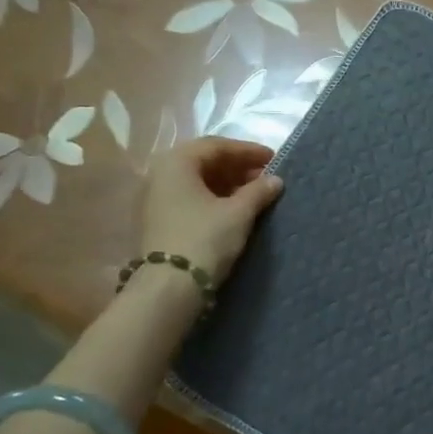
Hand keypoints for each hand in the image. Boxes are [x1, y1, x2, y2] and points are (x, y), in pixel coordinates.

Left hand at [141, 137, 283, 282]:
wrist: (168, 287)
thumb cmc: (204, 239)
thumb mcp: (238, 213)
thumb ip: (258, 191)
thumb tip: (275, 180)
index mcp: (177, 163)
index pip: (217, 146)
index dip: (248, 151)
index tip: (273, 159)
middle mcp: (161, 174)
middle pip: (205, 161)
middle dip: (238, 167)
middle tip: (265, 176)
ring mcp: (156, 198)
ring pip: (198, 181)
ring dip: (228, 183)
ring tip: (255, 193)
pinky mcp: (159, 220)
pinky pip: (191, 197)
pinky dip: (215, 198)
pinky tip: (235, 209)